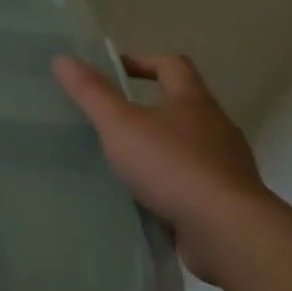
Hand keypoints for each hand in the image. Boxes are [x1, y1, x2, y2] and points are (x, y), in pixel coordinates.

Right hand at [53, 52, 279, 280]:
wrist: (228, 232)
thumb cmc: (171, 165)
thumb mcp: (120, 124)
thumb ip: (91, 92)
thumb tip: (63, 58)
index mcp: (193, 102)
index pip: (172, 65)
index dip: (143, 61)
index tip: (114, 71)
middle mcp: (217, 128)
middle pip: (184, 105)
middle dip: (151, 107)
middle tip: (114, 118)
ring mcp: (227, 166)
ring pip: (191, 145)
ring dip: (162, 147)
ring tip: (126, 160)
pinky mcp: (228, 201)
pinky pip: (195, 181)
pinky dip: (172, 182)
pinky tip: (148, 196)